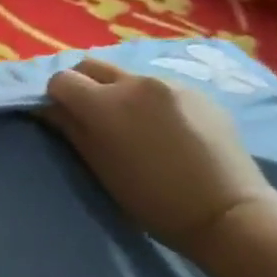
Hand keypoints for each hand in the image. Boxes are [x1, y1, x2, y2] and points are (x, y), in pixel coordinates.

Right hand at [41, 58, 276, 254]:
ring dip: (118, 92)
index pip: (62, 79)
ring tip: (134, 126)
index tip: (62, 118)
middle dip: (82, 84)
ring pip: (127, 75)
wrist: (226, 212)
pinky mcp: (197, 91)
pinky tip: (166, 130)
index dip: (56, 97)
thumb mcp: (100, 167)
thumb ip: (71, 129)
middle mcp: (134, 82)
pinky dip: (150, 101)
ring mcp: (169, 83)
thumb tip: (49, 108)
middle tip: (90, 116)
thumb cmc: (152, 200)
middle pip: (91, 65)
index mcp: (104, 103)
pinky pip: (159, 87)